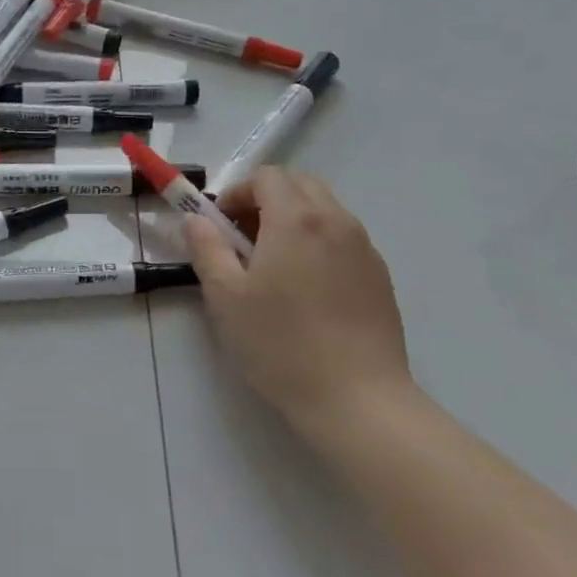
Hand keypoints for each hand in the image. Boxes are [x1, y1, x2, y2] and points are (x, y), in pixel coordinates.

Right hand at [184, 168, 411, 435]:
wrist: (358, 400)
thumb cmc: (281, 344)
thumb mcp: (225, 297)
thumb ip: (206, 248)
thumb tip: (196, 219)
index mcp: (296, 219)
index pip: (266, 176)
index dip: (237, 192)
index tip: (221, 226)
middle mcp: (336, 221)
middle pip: (299, 183)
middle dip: (266, 198)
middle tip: (244, 239)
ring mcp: (364, 248)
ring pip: (324, 209)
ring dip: (293, 218)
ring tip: (274, 264)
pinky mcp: (380, 276)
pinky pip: (343, 237)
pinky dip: (318, 241)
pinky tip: (306, 289)